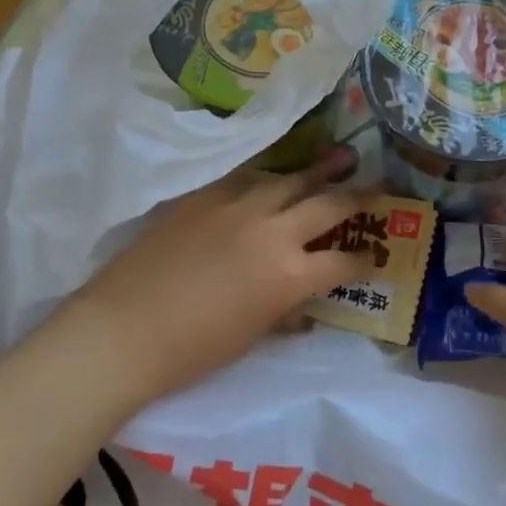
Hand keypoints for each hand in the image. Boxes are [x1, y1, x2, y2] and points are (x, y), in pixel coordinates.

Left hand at [61, 161, 373, 406]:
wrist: (124, 329)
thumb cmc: (193, 349)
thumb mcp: (253, 336)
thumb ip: (286, 312)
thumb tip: (304, 306)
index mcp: (290, 275)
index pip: (344, 261)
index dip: (366, 260)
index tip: (375, 257)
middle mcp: (273, 230)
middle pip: (329, 205)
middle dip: (361, 196)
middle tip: (382, 187)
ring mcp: (237, 205)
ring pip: (290, 179)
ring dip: (320, 170)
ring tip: (343, 156)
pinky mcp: (205, 195)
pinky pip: (247, 177)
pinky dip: (269, 178)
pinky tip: (276, 175)